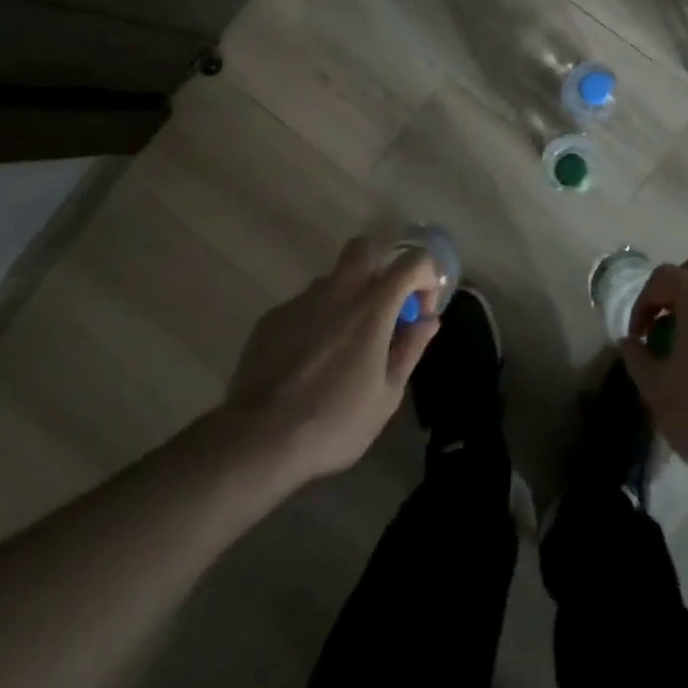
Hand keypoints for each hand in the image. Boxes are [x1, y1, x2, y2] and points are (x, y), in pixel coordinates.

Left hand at [225, 236, 439, 483]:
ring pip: (334, 278)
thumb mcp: (387, 395)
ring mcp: (302, 301)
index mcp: (373, 307)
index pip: (412, 261)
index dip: (426, 277)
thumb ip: (410, 349)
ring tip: (345, 343)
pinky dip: (318, 319)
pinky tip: (310, 359)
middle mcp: (339, 291)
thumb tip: (429, 320)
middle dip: (382, 265)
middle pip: (366, 247)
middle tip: (385, 306)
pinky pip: (305, 305)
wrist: (258, 440)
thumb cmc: (335, 421)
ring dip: (348, 296)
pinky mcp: (273, 317)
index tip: (421, 312)